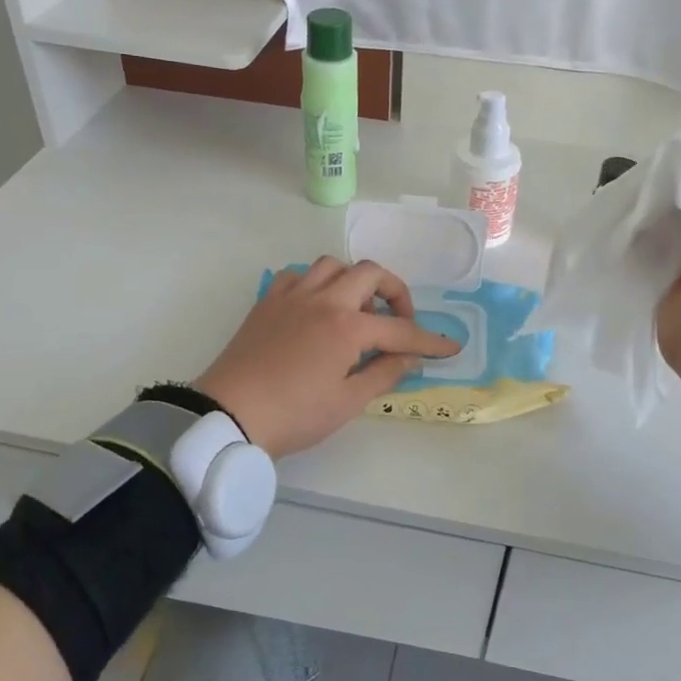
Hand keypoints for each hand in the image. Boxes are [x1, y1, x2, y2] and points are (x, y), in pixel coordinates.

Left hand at [196, 257, 460, 457]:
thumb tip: (409, 357)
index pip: (400, 329)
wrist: (229, 414)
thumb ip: (384, 373)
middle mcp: (324, 299)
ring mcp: (292, 296)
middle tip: (400, 321)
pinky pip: (297, 276)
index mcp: (347, 326)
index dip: (429, 340)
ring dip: (353, 281)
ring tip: (357, 310)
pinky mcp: (268, 302)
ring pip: (332, 265)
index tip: (450, 347)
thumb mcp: (347, 402)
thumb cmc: (294, 415)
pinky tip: (316, 307)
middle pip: (370, 273)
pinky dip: (314, 284)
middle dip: (395, 292)